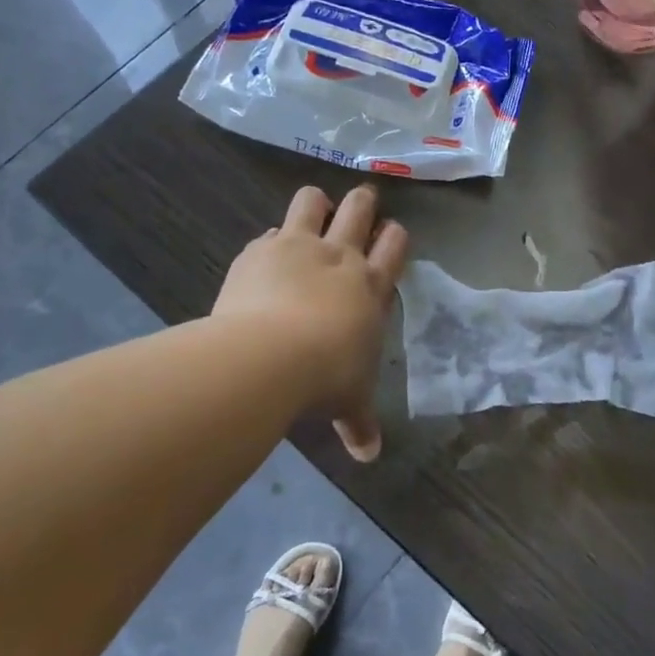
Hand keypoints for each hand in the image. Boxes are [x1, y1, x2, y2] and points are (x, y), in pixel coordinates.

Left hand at [214, 185, 408, 460]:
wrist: (269, 357)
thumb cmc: (326, 377)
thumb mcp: (349, 401)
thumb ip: (359, 423)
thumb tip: (370, 456)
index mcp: (371, 285)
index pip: (394, 244)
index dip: (393, 235)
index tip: (388, 235)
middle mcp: (340, 256)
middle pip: (359, 208)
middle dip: (362, 202)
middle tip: (360, 205)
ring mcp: (298, 246)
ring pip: (312, 200)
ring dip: (316, 203)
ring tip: (312, 213)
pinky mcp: (260, 250)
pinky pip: (269, 232)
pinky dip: (271, 241)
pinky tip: (266, 256)